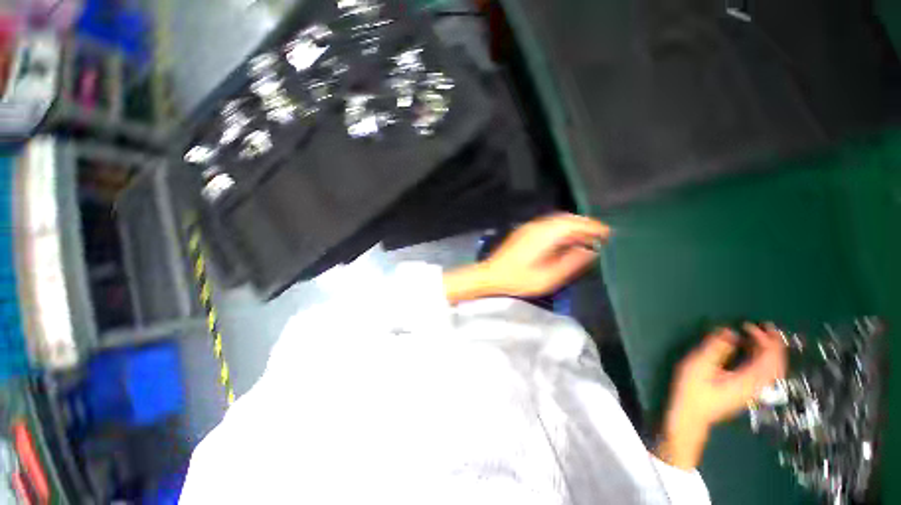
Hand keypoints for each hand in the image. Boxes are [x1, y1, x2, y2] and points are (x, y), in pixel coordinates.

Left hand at [443, 213, 609, 303]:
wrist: (491, 275)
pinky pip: (549, 224)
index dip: (593, 227)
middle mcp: (538, 226)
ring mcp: (529, 227)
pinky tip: (565, 239)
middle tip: (599, 235)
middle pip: (567, 219)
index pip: (574, 224)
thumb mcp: (548, 277)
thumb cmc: (518, 279)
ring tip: (586, 237)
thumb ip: (571, 263)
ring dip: (573, 226)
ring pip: (557, 220)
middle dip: (585, 225)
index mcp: (545, 235)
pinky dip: (561, 228)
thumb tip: (590, 251)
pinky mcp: (524, 231)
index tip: (608, 233)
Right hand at [655, 323, 786, 469]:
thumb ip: (715, 348)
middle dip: (774, 343)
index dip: (764, 339)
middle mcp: (756, 385)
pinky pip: (765, 373)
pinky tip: (751, 352)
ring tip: (760, 336)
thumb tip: (730, 332)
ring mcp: (753, 390)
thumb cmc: (692, 390)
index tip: (748, 325)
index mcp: (748, 379)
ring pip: (773, 369)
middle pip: (777, 363)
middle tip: (766, 327)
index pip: (768, 357)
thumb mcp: (699, 366)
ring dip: (771, 351)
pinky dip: (764, 359)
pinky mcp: (746, 391)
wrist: (691, 416)